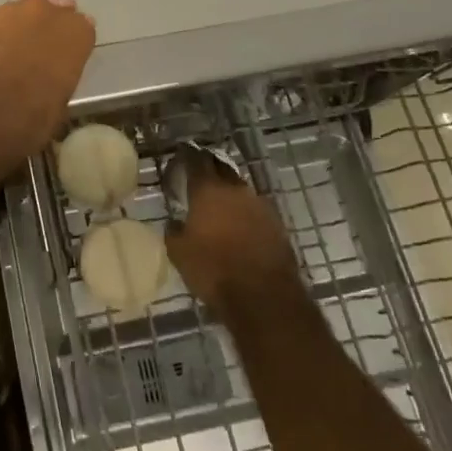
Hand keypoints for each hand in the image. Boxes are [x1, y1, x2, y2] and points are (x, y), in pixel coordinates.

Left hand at [0, 0, 95, 164]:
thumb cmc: (34, 115)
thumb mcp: (60, 104)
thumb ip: (59, 80)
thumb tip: (49, 83)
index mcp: (76, 33)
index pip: (82, 26)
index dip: (73, 41)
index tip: (68, 52)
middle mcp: (46, 13)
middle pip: (51, 10)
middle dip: (48, 25)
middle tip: (42, 46)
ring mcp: (10, 13)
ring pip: (21, 9)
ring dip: (20, 24)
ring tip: (15, 46)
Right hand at [165, 148, 303, 320]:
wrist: (264, 296)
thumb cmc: (213, 270)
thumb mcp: (179, 253)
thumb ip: (173, 231)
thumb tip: (174, 222)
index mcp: (208, 190)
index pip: (196, 160)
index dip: (187, 155)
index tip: (181, 154)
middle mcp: (235, 190)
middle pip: (221, 168)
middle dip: (210, 167)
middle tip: (199, 173)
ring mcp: (260, 205)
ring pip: (240, 189)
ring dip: (229, 191)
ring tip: (219, 202)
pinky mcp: (277, 224)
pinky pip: (255, 209)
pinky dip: (245, 212)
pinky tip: (240, 224)